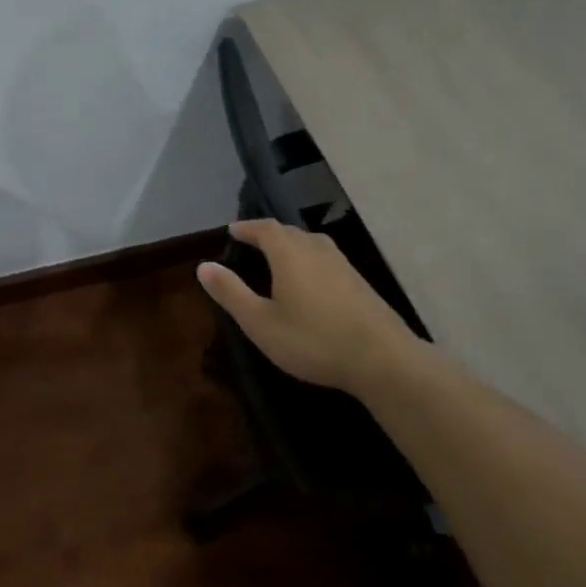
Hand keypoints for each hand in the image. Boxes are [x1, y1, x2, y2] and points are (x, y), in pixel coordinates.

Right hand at [197, 219, 434, 395]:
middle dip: (268, 234)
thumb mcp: (260, 322)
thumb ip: (231, 292)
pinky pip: (326, 259)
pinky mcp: (359, 282)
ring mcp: (342, 264)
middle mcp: (316, 249)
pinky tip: (310, 281)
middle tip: (252, 242)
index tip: (232, 231)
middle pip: (289, 232)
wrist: (382, 359)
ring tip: (278, 258)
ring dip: (291, 245)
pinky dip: (309, 260)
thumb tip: (203, 265)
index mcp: (289, 253)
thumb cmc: (313, 339)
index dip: (247, 228)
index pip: (264, 228)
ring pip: (311, 243)